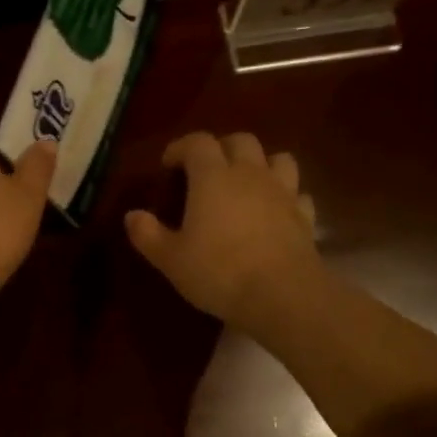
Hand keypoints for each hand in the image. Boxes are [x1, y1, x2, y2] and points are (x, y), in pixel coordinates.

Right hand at [124, 132, 319, 332]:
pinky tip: (275, 212)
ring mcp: (283, 193)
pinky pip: (297, 194)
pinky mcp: (305, 217)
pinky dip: (284, 196)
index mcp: (213, 177)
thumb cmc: (218, 272)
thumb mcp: (170, 259)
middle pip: (240, 141)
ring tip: (246, 184)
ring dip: (260, 164)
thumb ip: (147, 234)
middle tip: (206, 171)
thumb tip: (132, 216)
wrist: (281, 295)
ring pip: (277, 159)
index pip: (197, 143)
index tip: (168, 165)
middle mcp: (250, 174)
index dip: (180, 148)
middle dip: (221, 149)